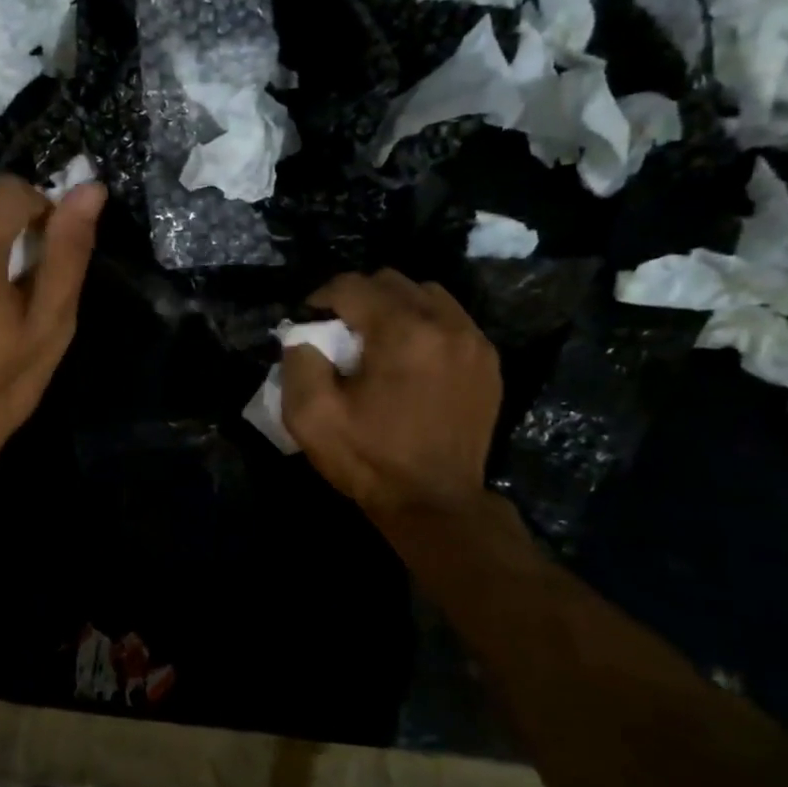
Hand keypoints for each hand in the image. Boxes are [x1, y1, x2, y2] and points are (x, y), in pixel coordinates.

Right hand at [281, 270, 500, 516]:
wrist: (435, 504)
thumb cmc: (369, 460)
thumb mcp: (311, 417)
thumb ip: (299, 363)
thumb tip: (304, 335)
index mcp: (402, 333)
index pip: (353, 286)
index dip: (321, 297)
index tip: (308, 321)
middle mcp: (445, 324)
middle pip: (392, 281)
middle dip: (358, 298)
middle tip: (339, 331)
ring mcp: (474, 341)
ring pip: (426, 294)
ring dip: (394, 306)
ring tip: (376, 340)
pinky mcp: (488, 361)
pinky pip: (451, 319)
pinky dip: (424, 324)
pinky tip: (409, 357)